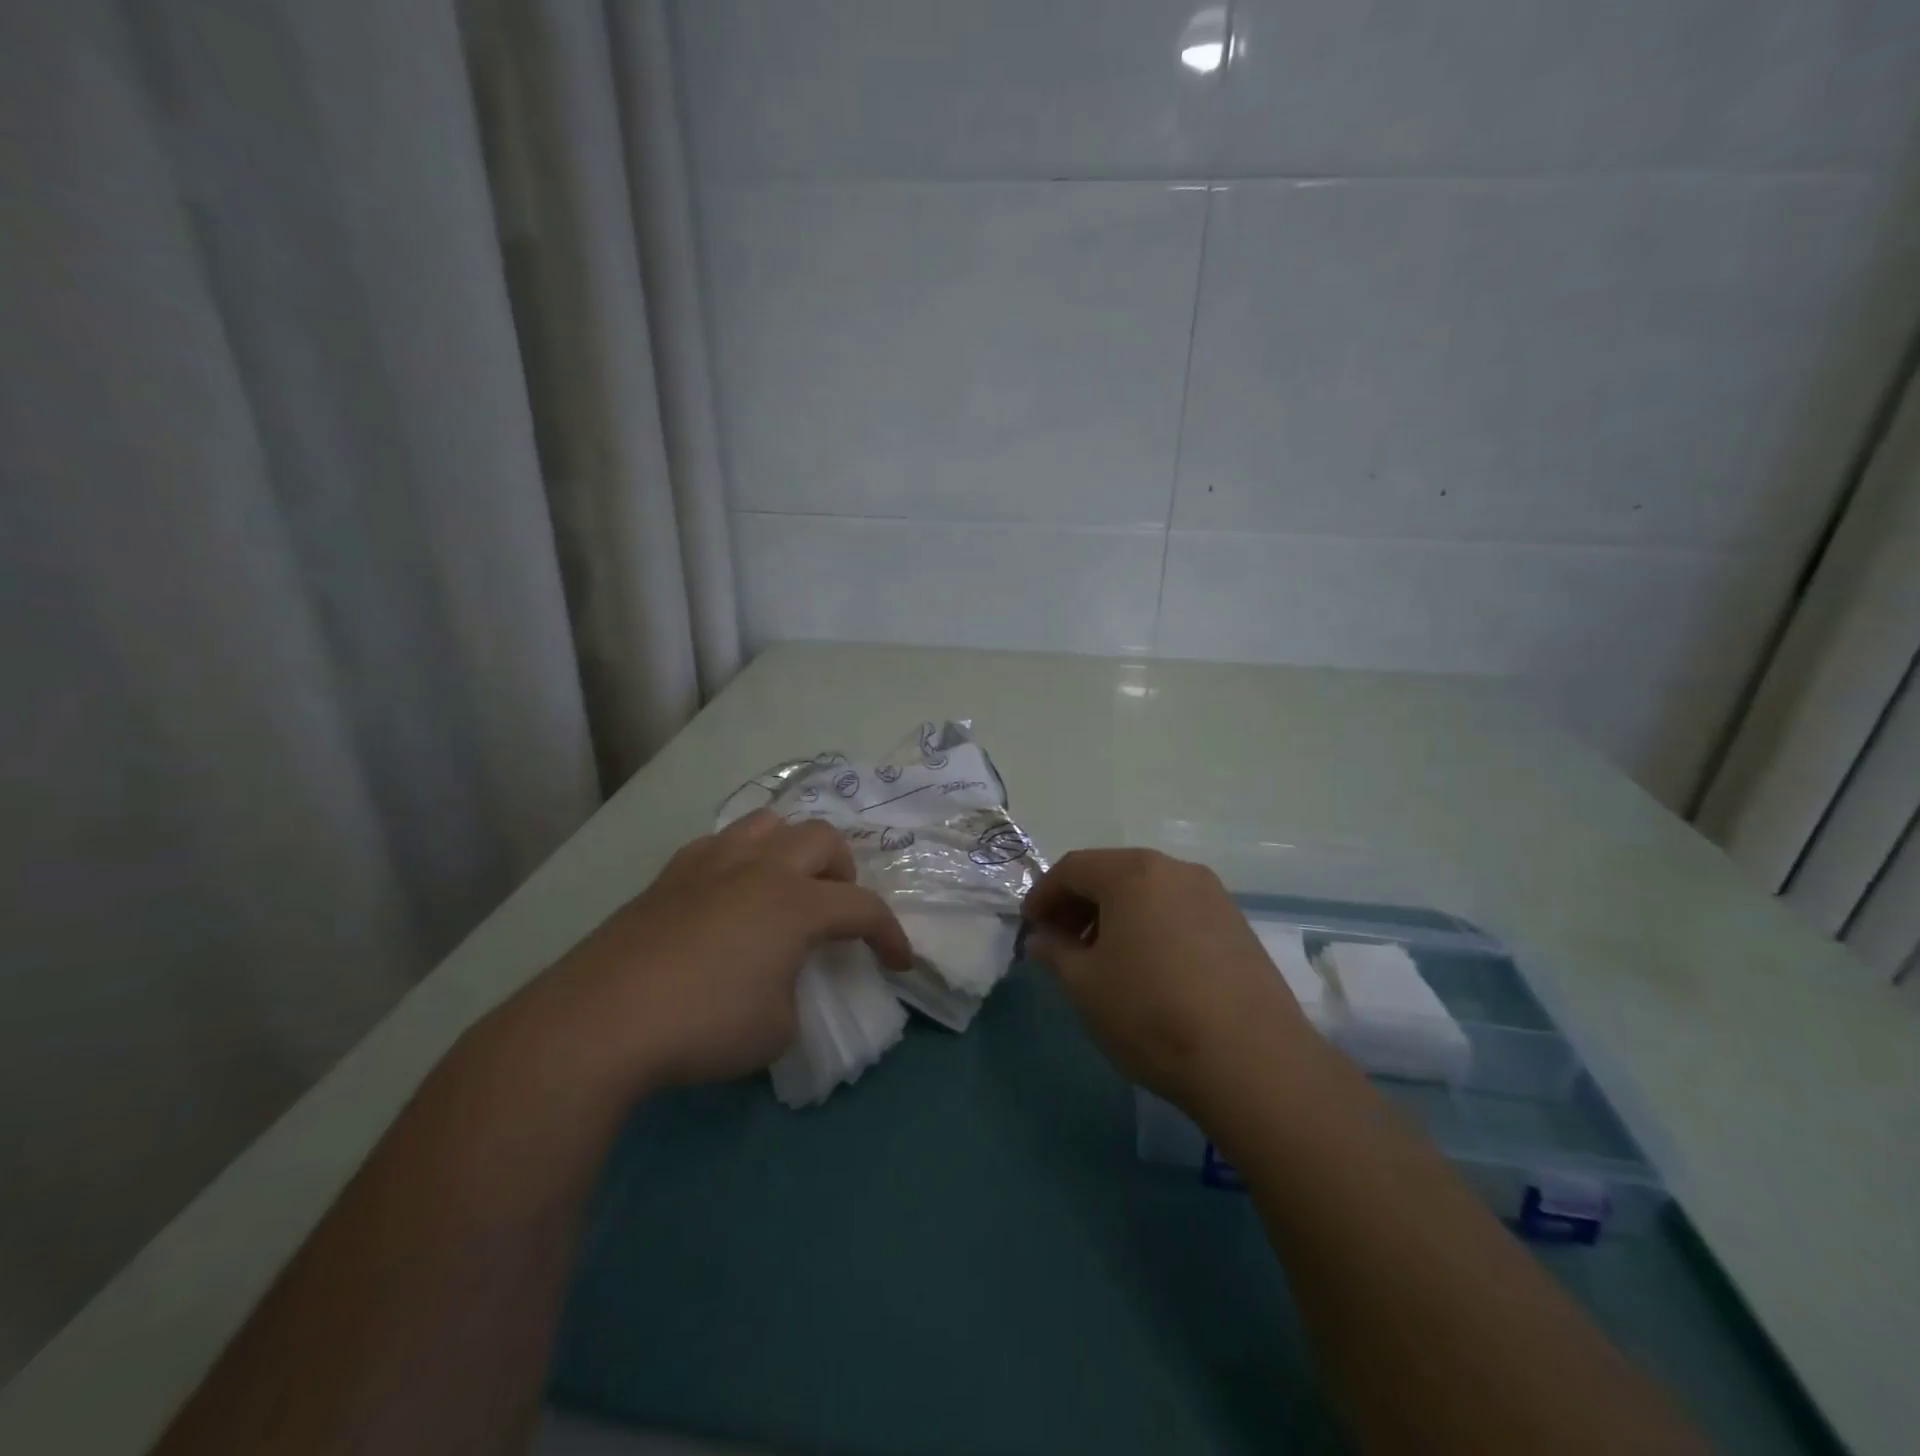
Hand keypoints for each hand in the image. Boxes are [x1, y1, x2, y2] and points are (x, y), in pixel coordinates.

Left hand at [505, 811, 911, 1096]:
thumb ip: (795, 995)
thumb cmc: (704, 1026)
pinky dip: (742, 860)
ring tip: (785, 888)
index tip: (898, 963)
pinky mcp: (670, 875)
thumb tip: (781, 981)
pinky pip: (721, 844)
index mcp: (797, 904)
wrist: (601, 1021)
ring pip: (769, 823)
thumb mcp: (776, 1030)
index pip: (864, 908)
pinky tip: (729, 895)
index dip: (890, 935)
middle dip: (843, 873)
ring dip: (792, 850)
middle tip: (835, 911)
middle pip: (822, 840)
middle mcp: (761, 869)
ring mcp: (712, 864)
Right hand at [1021, 848, 1314, 1112]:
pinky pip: (1177, 910)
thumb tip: (1042, 939)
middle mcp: (1175, 869)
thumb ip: (1054, 952)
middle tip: (1060, 942)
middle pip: (1112, 873)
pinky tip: (1147, 967)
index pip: (1073, 868)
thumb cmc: (1151, 1013)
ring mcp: (1213, 894)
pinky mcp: (1237, 924)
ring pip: (1148, 891)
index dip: (1044, 894)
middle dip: (1078, 903)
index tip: (1030, 927)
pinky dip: (1150, 925)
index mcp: (1133, 873)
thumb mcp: (1084, 985)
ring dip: (1115, 914)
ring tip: (1102, 957)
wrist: (1252, 1061)